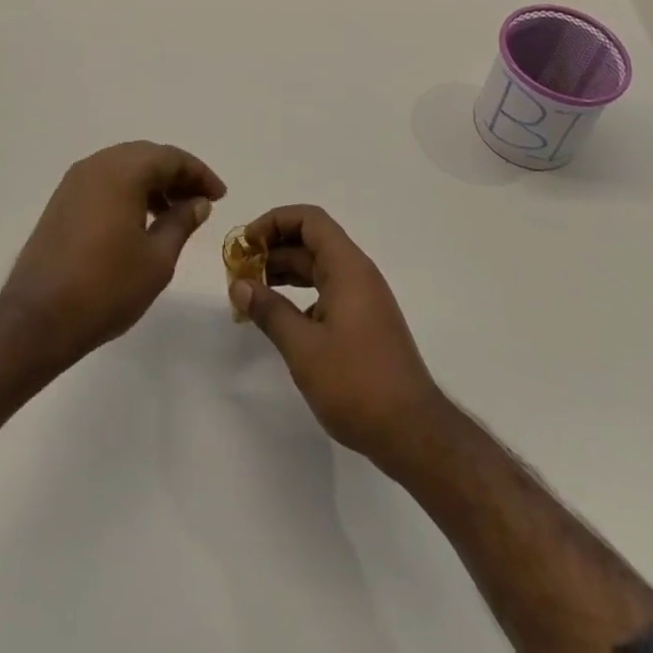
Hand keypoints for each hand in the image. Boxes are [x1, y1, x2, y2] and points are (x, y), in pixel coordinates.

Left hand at [1, 141, 225, 366]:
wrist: (37, 319)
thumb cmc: (106, 287)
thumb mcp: (158, 258)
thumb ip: (181, 222)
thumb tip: (198, 202)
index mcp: (122, 171)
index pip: (171, 157)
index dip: (199, 174)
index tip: (219, 196)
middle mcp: (97, 165)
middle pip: (146, 156)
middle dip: (177, 175)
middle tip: (201, 201)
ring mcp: (75, 182)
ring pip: (124, 167)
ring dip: (153, 183)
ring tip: (175, 214)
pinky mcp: (62, 202)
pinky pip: (105, 182)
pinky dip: (129, 192)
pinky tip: (141, 221)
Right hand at [229, 205, 445, 467]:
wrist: (413, 433)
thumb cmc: (356, 384)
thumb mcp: (303, 348)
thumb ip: (269, 311)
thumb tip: (239, 285)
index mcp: (347, 268)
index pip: (309, 220)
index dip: (274, 222)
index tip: (246, 244)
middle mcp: (357, 274)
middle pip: (311, 241)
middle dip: (273, 250)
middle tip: (240, 271)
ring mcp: (363, 299)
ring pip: (318, 268)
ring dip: (284, 273)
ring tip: (252, 292)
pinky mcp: (364, 323)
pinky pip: (327, 292)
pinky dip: (300, 296)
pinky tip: (280, 320)